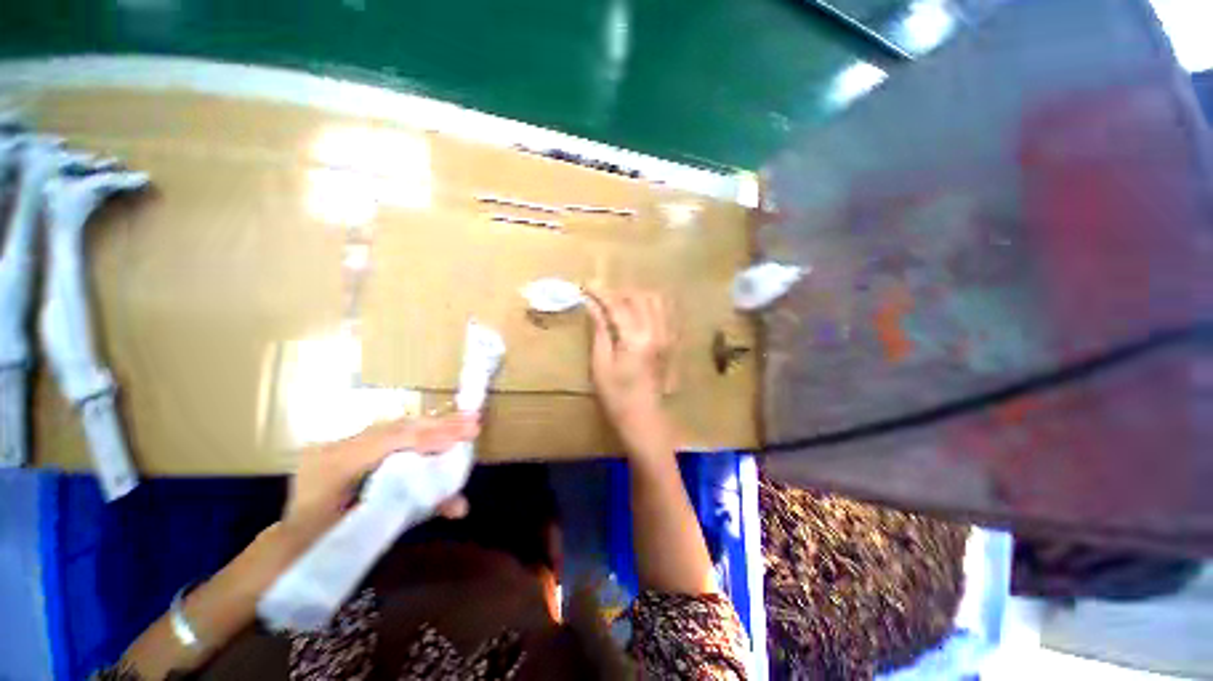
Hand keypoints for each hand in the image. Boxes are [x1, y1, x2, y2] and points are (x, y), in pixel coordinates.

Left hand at [281, 414, 477, 546]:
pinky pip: (388, 433)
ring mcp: (338, 444)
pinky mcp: (346, 445)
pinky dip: (417, 431)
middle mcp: (334, 448)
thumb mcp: (370, 532)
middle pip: (396, 428)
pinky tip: (437, 427)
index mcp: (332, 469)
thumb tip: (462, 507)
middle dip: (439, 424)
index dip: (429, 437)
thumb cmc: (326, 549)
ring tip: (463, 421)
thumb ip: (416, 512)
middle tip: (473, 422)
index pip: (388, 443)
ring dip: (432, 424)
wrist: (288, 549)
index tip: (462, 437)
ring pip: (394, 426)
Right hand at [585, 289, 673, 432]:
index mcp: (636, 339)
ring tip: (621, 304)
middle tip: (602, 298)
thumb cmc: (617, 396)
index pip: (618, 304)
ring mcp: (669, 335)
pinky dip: (653, 304)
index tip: (587, 284)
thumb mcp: (601, 364)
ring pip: (656, 300)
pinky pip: (668, 311)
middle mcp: (657, 331)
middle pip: (639, 296)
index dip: (601, 292)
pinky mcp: (673, 341)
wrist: (645, 417)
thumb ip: (599, 331)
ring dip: (637, 296)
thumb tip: (592, 306)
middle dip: (619, 292)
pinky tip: (641, 311)